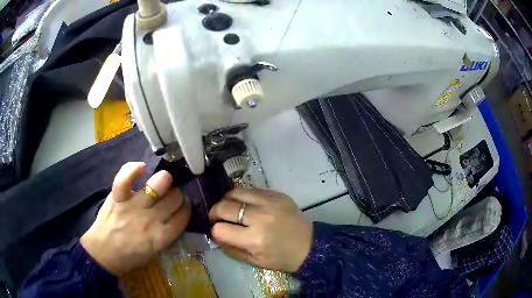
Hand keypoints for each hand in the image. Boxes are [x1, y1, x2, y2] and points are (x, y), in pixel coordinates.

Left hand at [80, 162, 190, 274]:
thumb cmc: (130, 256)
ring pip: (157, 185)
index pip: (183, 216)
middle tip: (172, 195)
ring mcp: (133, 207)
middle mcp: (150, 220)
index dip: (186, 208)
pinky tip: (141, 167)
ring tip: (163, 180)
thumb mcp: (155, 252)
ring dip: (164, 180)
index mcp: (161, 237)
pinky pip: (125, 178)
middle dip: (177, 195)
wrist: (104, 254)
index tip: (184, 206)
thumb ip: (167, 234)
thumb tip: (175, 216)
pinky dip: (133, 169)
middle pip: (174, 198)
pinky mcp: (118, 198)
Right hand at [209, 188, 312, 272]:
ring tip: (229, 207)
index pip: (220, 229)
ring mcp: (270, 202)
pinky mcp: (277, 194)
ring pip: (235, 192)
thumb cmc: (281, 258)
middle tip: (217, 217)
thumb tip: (214, 234)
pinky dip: (242, 195)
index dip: (214, 231)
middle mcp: (260, 217)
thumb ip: (230, 249)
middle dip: (214, 212)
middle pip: (224, 207)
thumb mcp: (254, 261)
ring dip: (226, 200)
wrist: (309, 245)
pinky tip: (244, 203)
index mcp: (255, 239)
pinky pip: (251, 189)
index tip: (216, 231)